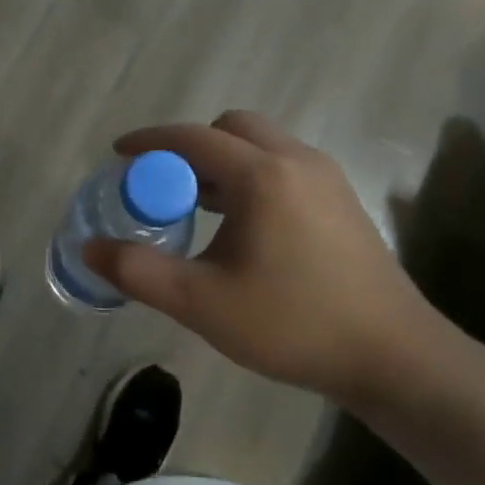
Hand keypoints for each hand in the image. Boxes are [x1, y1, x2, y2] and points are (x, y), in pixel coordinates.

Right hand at [82, 111, 460, 405]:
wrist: (394, 357)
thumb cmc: (293, 324)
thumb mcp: (202, 303)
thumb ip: (138, 272)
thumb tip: (89, 249)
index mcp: (262, 175)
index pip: (192, 137)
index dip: (149, 141)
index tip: (118, 155)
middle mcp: (296, 160)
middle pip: (231, 127)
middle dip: (189, 146)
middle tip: (163, 185)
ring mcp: (325, 177)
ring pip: (261, 144)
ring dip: (222, 161)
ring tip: (196, 205)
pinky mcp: (341, 199)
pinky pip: (282, 165)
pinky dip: (250, 175)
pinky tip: (242, 225)